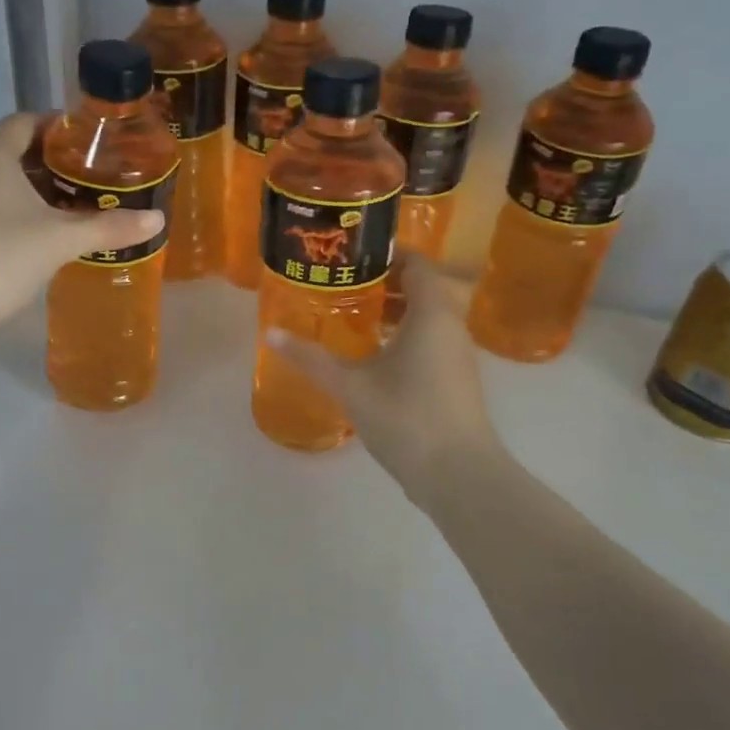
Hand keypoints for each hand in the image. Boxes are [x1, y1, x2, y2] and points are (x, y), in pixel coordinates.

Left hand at [0, 113, 163, 423]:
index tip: (94, 141)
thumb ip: (109, 227)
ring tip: (78, 208)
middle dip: (55, 163)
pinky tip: (45, 238)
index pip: (26, 121)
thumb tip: (157, 219)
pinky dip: (19, 215)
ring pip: (2, 185)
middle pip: (15, 152)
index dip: (60, 126)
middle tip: (95, 177)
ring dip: (37, 193)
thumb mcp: (61, 240)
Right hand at [267, 255, 502, 504]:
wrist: (458, 474)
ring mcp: (458, 353)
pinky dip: (405, 334)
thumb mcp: (350, 386)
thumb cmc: (405, 418)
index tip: (349, 257)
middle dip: (384, 283)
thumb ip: (311, 358)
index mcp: (432, 313)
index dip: (385, 255)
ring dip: (394, 311)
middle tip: (342, 285)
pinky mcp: (457, 378)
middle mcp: (451, 325)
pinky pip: (431, 339)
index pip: (416, 263)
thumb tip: (270, 333)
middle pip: (422, 287)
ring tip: (352, 316)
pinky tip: (374, 355)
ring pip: (428, 315)